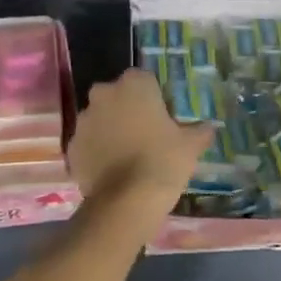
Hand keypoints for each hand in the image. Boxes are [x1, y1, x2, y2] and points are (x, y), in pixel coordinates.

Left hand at [67, 70, 213, 242]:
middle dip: (128, 109)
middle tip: (145, 133)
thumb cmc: (163, 161)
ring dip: (110, 129)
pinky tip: (111, 170)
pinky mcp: (72, 145)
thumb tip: (208, 127)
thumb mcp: (191, 145)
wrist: (126, 201)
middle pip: (117, 95)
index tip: (162, 116)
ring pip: (100, 118)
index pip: (144, 79)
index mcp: (134, 84)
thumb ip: (200, 131)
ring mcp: (84, 120)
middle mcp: (104, 94)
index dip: (154, 96)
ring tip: (127, 154)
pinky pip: (88, 142)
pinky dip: (97, 151)